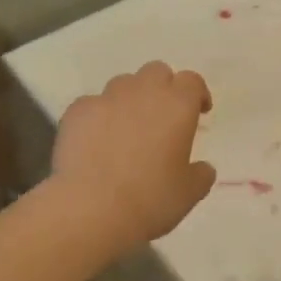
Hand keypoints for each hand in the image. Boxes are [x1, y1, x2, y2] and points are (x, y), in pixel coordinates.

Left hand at [53, 62, 215, 252]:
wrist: (91, 209)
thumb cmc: (150, 200)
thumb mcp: (189, 193)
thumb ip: (201, 174)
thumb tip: (203, 168)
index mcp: (177, 105)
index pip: (192, 81)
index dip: (197, 94)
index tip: (199, 111)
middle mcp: (144, 92)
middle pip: (157, 71)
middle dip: (163, 88)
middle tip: (162, 116)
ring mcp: (107, 98)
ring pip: (123, 84)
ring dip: (130, 98)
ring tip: (127, 127)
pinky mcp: (77, 111)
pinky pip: (93, 104)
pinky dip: (99, 116)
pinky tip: (96, 141)